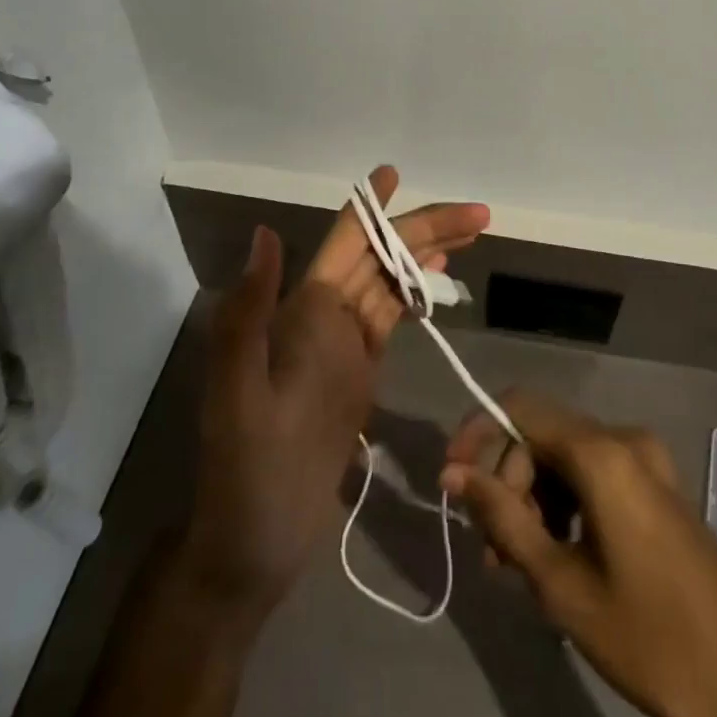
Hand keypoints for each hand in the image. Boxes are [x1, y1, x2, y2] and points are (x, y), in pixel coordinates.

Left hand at [180, 168, 490, 625]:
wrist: (255, 543)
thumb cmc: (247, 470)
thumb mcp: (238, 392)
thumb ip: (249, 311)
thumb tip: (265, 232)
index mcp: (299, 310)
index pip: (344, 242)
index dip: (371, 208)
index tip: (393, 173)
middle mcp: (322, 316)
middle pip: (379, 256)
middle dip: (424, 230)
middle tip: (478, 215)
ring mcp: (344, 345)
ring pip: (390, 282)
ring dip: (426, 254)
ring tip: (470, 234)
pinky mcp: (360, 374)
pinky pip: (392, 319)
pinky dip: (416, 293)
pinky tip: (437, 280)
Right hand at [441, 393, 716, 716]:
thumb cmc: (645, 637)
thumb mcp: (559, 582)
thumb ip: (503, 517)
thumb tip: (452, 472)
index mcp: (603, 454)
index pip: (520, 408)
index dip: (477, 433)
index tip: (451, 479)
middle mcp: (627, 440)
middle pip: (543, 438)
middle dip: (508, 486)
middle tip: (492, 552)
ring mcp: (649, 461)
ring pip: (567, 459)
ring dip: (535, 501)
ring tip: (518, 565)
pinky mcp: (660, 486)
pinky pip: (596, 475)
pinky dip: (567, 504)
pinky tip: (558, 557)